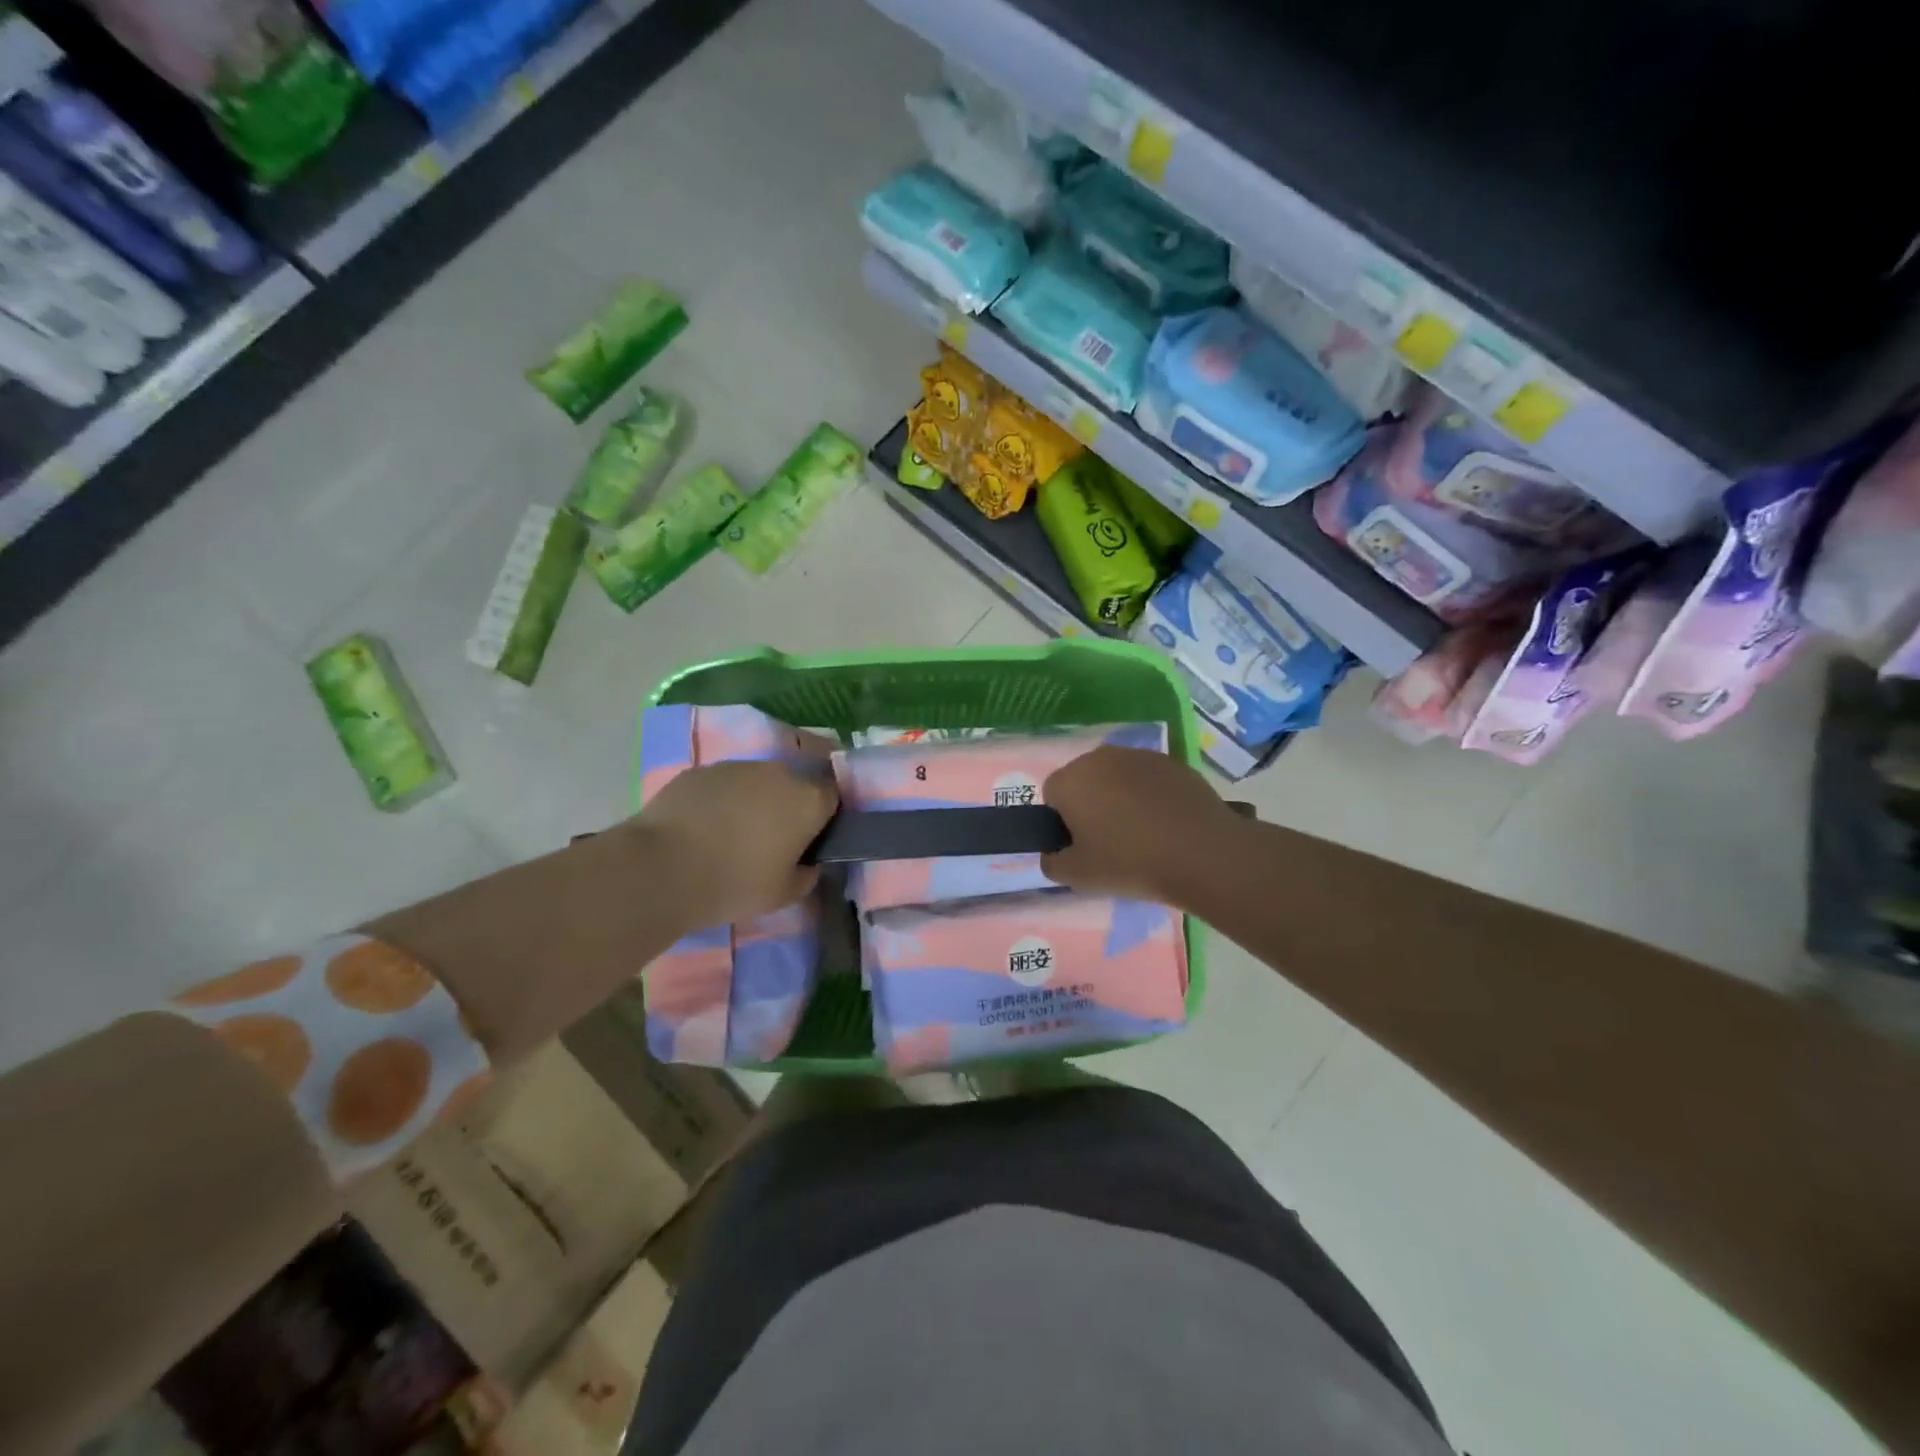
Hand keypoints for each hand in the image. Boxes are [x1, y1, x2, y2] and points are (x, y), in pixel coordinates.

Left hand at [630, 760, 837, 929]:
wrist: (661, 868)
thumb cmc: (734, 883)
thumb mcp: (783, 895)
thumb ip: (806, 876)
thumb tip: (807, 864)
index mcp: (807, 801)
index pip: (833, 796)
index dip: (826, 816)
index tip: (813, 838)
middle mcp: (779, 773)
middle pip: (795, 785)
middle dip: (789, 807)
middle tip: (774, 840)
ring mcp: (737, 767)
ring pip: (758, 782)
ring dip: (755, 802)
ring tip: (733, 835)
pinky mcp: (701, 770)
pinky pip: (724, 784)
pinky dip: (721, 801)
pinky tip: (703, 828)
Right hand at [1042, 746, 1238, 903]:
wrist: (1202, 853)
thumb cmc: (1130, 862)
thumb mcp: (1078, 876)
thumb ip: (1052, 863)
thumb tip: (1053, 853)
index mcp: (1071, 780)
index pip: (1052, 795)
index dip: (1062, 822)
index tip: (1082, 846)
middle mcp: (1100, 757)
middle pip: (1084, 780)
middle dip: (1090, 804)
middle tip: (1108, 841)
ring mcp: (1139, 756)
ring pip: (1116, 776)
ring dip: (1120, 797)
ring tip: (1141, 833)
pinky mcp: (1172, 762)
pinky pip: (1148, 778)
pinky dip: (1150, 795)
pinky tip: (1166, 824)